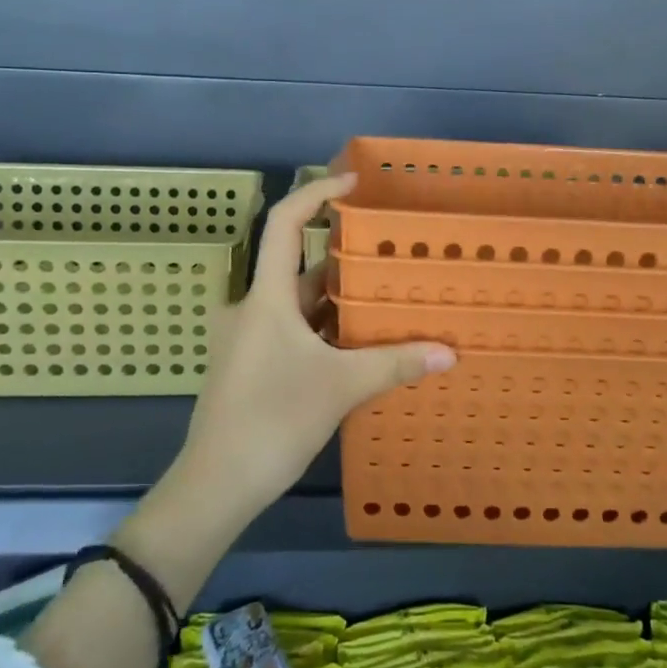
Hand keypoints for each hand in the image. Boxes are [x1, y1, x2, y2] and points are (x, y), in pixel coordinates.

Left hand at [172, 173, 455, 517]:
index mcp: (266, 297)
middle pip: (298, 265)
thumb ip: (395, 364)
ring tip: (382, 293)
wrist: (215, 485)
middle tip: (385, 248)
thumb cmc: (273, 420)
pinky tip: (356, 342)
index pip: (286, 223)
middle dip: (341, 256)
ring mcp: (246, 339)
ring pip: (296, 303)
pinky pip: (290, 330)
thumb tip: (451, 353)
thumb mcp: (341, 387)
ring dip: (334, 298)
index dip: (316, 193)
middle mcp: (251, 308)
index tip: (352, 182)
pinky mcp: (247, 365)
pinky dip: (322, 328)